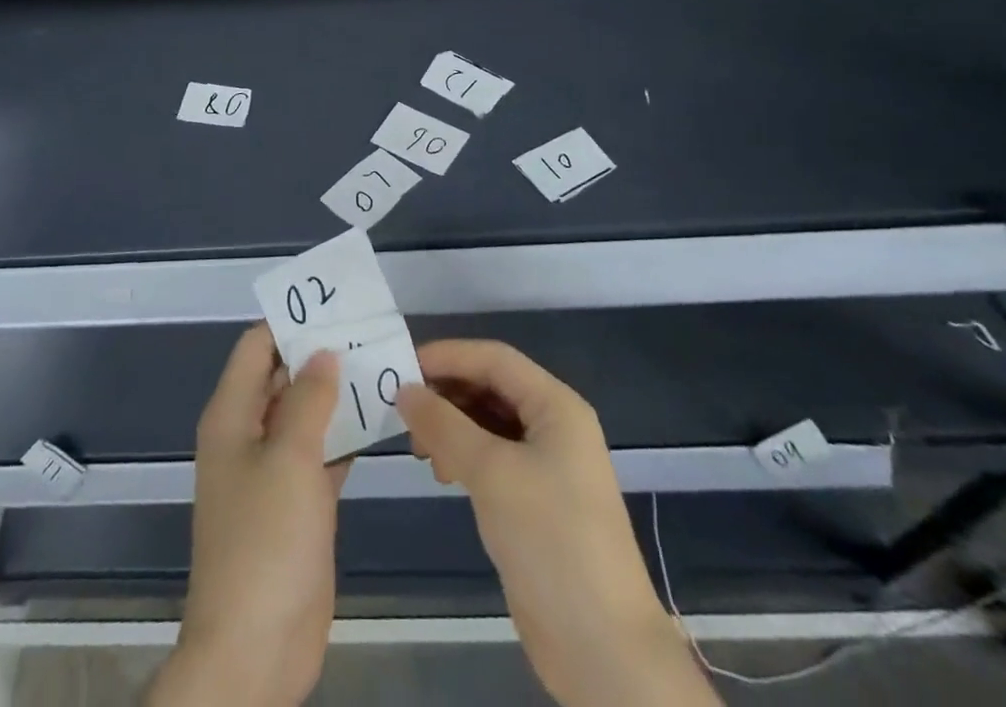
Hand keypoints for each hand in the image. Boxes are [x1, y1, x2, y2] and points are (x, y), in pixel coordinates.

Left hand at [149, 325, 349, 706]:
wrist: (255, 650)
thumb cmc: (265, 541)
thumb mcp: (289, 458)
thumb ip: (309, 399)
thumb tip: (323, 352)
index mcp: (232, 416)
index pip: (256, 347)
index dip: (289, 322)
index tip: (333, 305)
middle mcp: (249, 435)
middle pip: (283, 377)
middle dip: (320, 353)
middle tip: (369, 331)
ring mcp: (274, 471)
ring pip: (306, 415)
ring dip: (338, 393)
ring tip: (383, 363)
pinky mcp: (298, 503)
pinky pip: (322, 453)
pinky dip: (346, 434)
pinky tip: (382, 418)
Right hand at [397, 340, 719, 706]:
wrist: (603, 649)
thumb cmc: (551, 540)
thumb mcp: (491, 473)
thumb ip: (444, 425)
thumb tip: (404, 390)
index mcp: (556, 406)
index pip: (494, 359)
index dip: (448, 356)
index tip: (402, 367)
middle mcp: (554, 427)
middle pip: (492, 388)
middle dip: (448, 394)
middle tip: (404, 414)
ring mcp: (548, 466)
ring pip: (489, 423)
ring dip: (452, 427)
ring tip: (421, 451)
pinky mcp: (536, 502)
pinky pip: (493, 458)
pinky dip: (464, 456)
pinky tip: (443, 473)